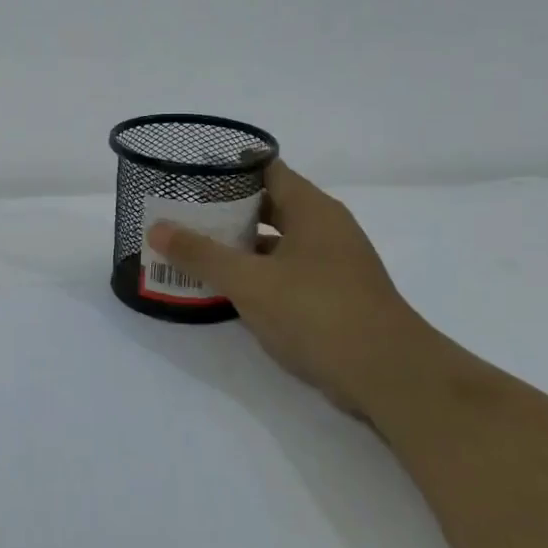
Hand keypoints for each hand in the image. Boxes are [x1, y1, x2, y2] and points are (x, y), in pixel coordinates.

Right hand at [146, 162, 425, 416]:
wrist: (390, 378)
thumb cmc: (319, 314)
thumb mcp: (249, 282)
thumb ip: (201, 254)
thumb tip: (156, 228)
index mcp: (312, 210)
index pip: (266, 169)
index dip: (227, 169)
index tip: (188, 175)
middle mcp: (325, 229)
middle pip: (267, 205)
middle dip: (223, 209)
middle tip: (179, 213)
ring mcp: (331, 264)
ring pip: (274, 242)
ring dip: (236, 245)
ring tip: (191, 248)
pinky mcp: (331, 296)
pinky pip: (283, 272)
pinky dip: (254, 274)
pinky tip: (223, 288)